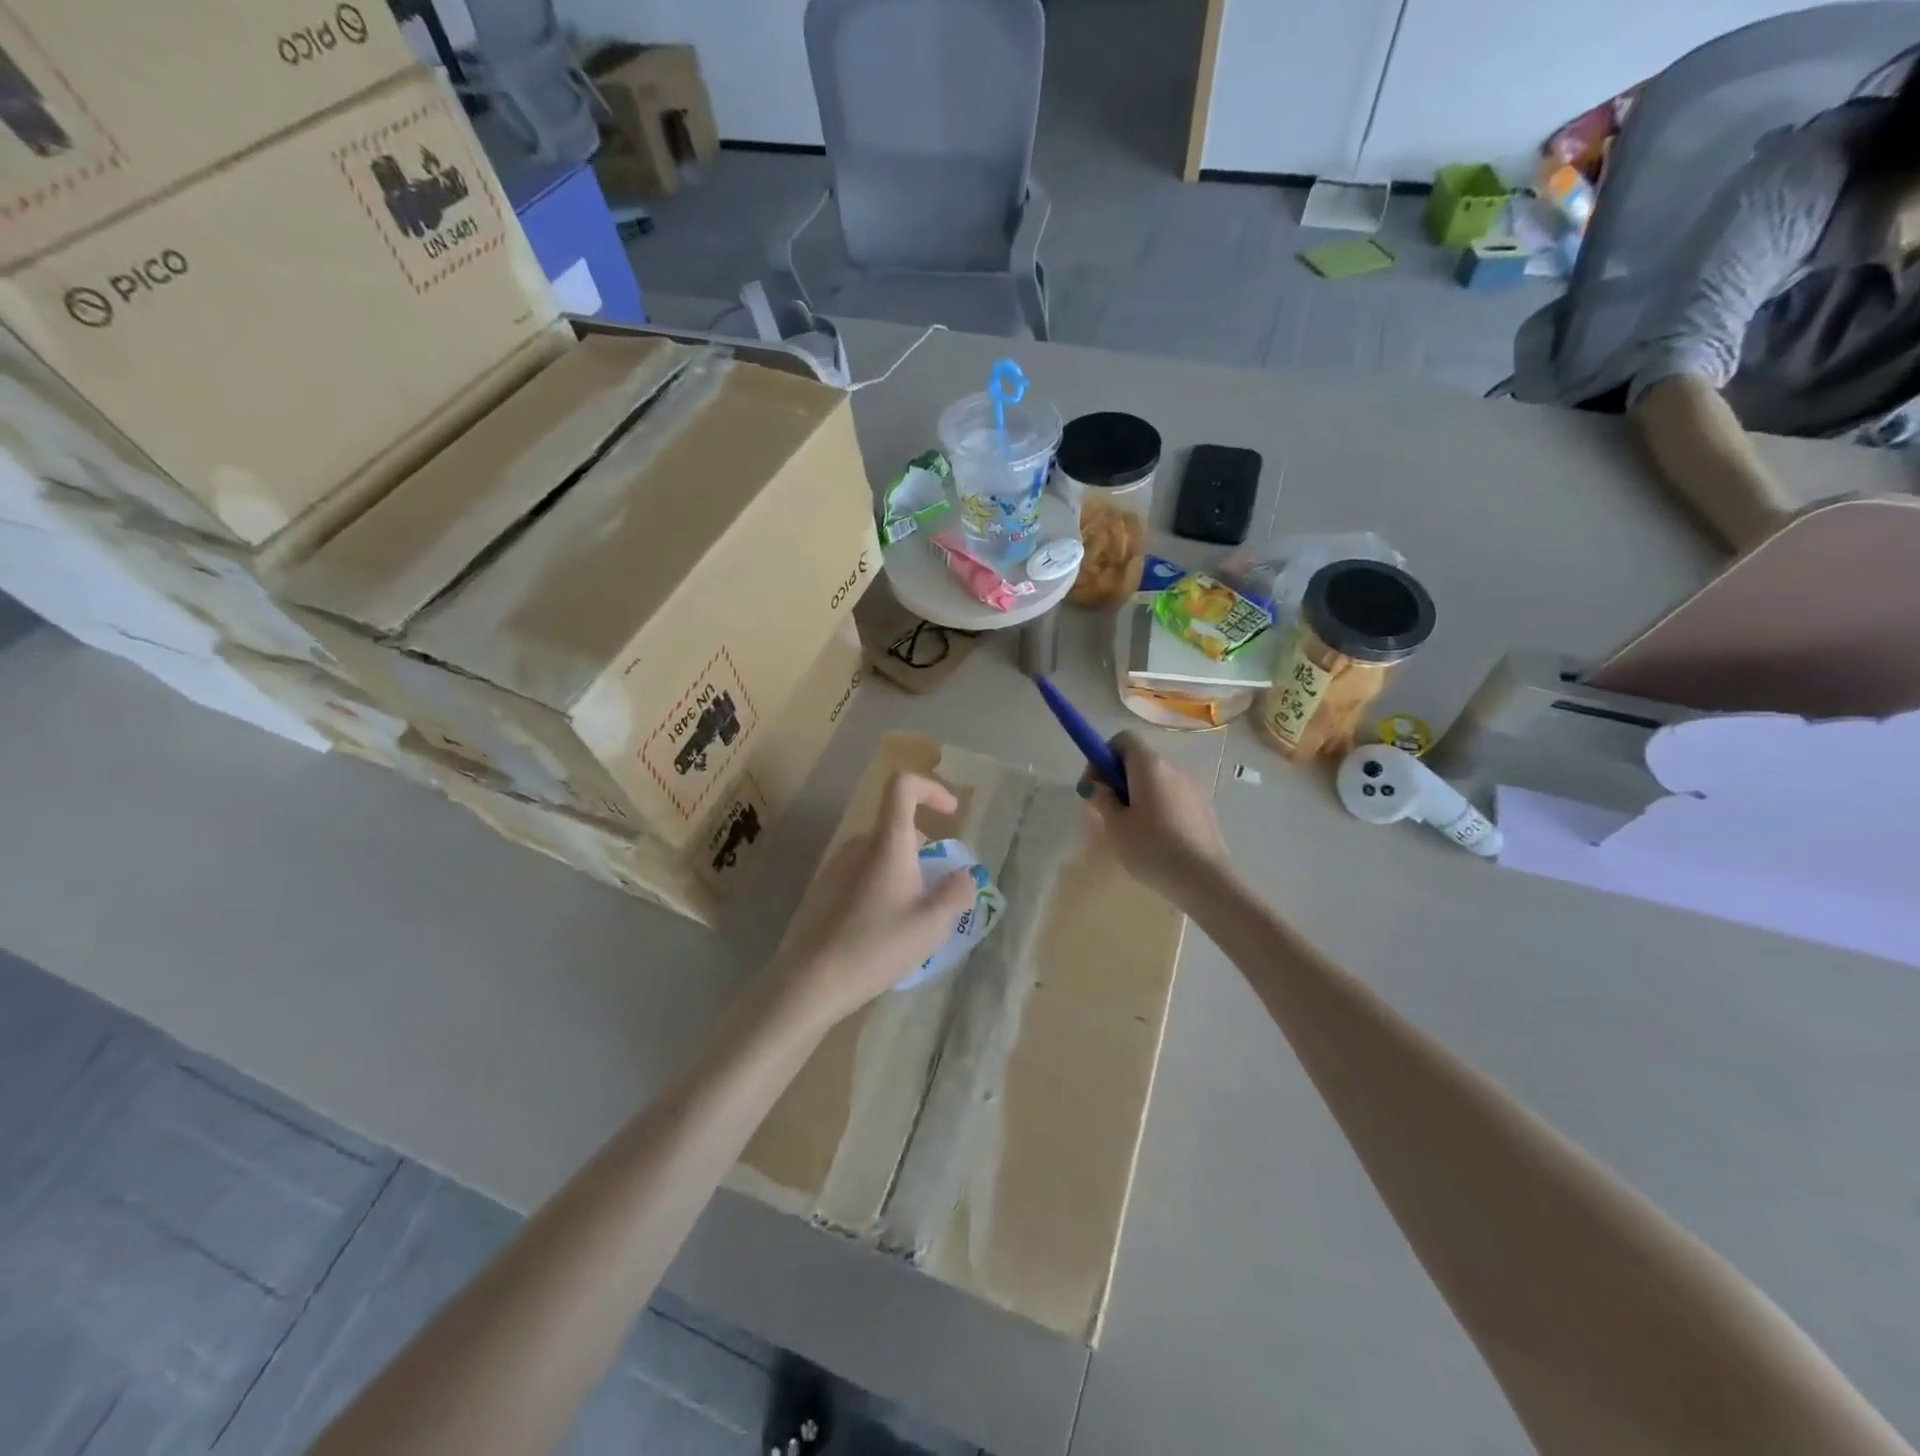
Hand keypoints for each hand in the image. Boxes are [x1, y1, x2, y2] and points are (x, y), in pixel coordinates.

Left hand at [762, 771, 977, 1031]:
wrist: (812, 980)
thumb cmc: (878, 945)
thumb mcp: (932, 923)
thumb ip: (957, 893)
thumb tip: (966, 875)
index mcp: (888, 842)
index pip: (903, 786)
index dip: (931, 789)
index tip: (951, 815)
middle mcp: (859, 845)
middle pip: (897, 826)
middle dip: (925, 849)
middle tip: (940, 888)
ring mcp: (836, 866)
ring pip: (881, 853)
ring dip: (905, 870)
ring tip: (916, 914)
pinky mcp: (823, 890)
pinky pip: (862, 873)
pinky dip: (883, 885)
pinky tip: (886, 928)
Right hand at [1079, 731, 1230, 903]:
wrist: (1204, 880)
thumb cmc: (1152, 848)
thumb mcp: (1115, 826)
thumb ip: (1102, 799)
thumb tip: (1096, 785)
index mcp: (1149, 766)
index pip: (1123, 740)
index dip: (1103, 756)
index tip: (1095, 784)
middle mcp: (1173, 769)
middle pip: (1139, 761)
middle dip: (1118, 779)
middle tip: (1107, 811)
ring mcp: (1193, 788)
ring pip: (1156, 781)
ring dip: (1138, 795)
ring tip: (1131, 830)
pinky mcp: (1204, 808)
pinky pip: (1173, 798)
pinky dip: (1158, 808)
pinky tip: (1156, 839)